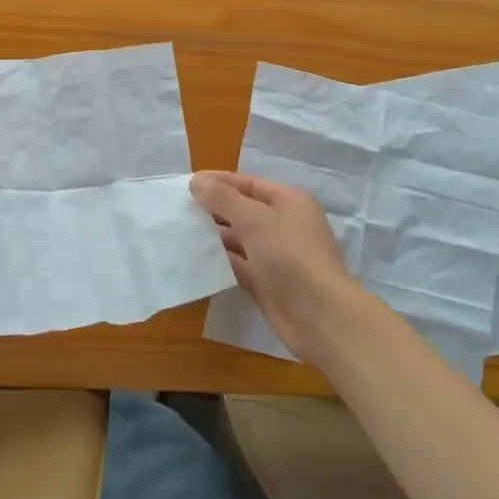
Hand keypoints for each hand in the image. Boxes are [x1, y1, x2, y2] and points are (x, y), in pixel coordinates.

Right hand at [191, 171, 371, 363]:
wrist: (320, 316)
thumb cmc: (290, 256)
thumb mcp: (254, 219)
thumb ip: (223, 199)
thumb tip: (197, 181)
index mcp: (289, 202)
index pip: (249, 183)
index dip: (219, 182)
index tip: (188, 184)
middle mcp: (284, 225)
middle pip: (243, 210)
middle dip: (214, 209)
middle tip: (179, 209)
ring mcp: (276, 255)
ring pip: (239, 239)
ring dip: (214, 235)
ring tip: (181, 232)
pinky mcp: (267, 282)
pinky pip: (239, 265)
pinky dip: (220, 260)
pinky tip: (196, 258)